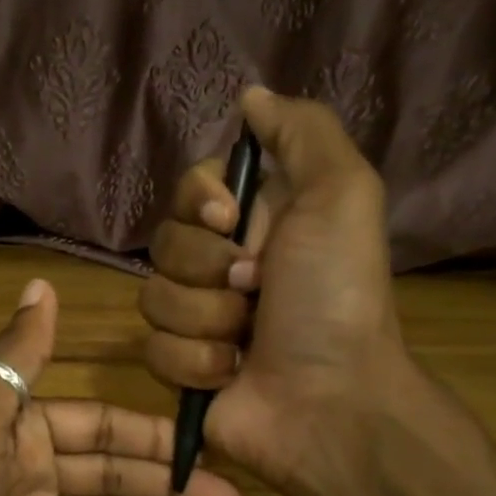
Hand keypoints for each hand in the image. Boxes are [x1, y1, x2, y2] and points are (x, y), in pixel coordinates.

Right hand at [139, 87, 406, 495]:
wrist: (330, 399)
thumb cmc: (336, 295)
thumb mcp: (343, 193)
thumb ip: (301, 132)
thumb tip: (249, 96)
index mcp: (257, 222)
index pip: (189, 190)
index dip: (198, 202)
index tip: (230, 221)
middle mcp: (223, 266)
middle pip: (163, 243)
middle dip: (207, 267)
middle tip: (255, 288)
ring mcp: (199, 320)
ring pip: (152, 298)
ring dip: (205, 318)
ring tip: (246, 338)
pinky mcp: (181, 368)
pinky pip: (153, 348)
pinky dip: (195, 362)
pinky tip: (231, 372)